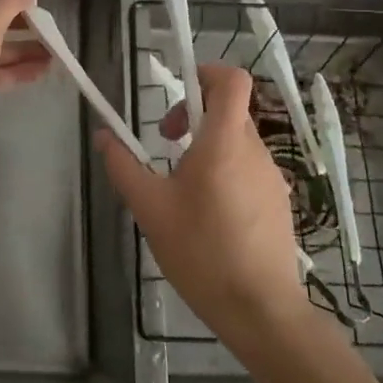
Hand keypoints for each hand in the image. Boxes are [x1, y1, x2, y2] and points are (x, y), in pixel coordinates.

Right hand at [97, 63, 313, 351]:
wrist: (261, 311)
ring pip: (238, 142)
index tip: (179, 91)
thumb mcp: (150, 208)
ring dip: (209, 148)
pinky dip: (227, 173)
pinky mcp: (279, 203)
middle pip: (229, 110)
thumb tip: (103, 135)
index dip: (206, 72)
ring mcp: (272, 177)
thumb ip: (124, 166)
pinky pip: (250, 170)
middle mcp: (255, 151)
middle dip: (194, 116)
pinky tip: (209, 216)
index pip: (233, 80)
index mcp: (224, 142)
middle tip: (168, 145)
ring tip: (184, 188)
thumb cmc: (201, 251)